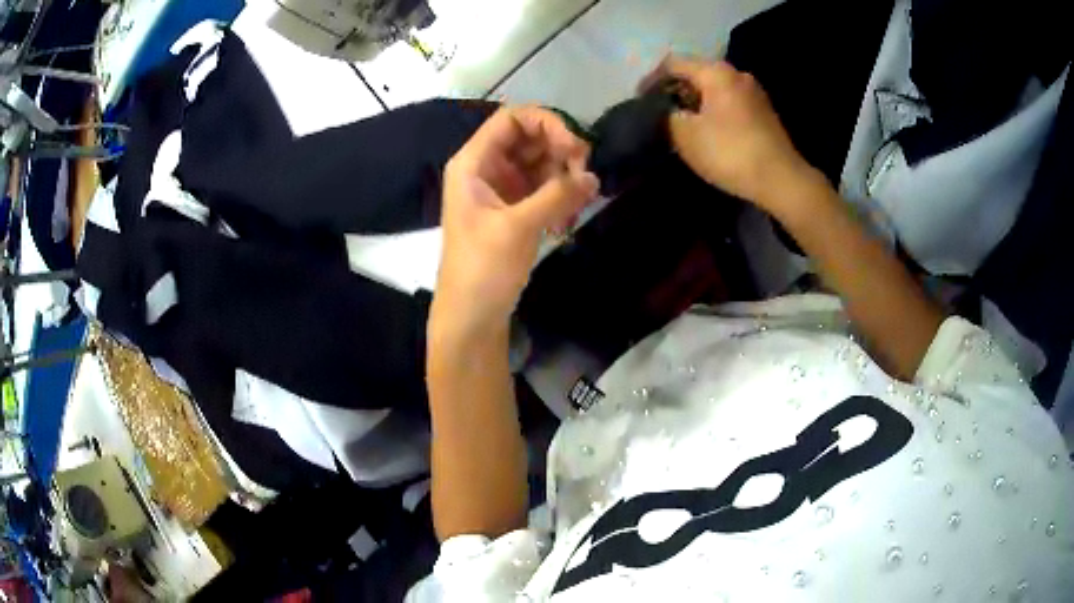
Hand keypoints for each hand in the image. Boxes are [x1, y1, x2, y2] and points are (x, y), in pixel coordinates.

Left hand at [433, 106, 599, 339]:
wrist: (471, 317)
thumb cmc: (482, 269)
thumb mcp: (518, 227)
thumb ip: (557, 196)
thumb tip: (594, 178)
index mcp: (474, 162)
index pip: (512, 119)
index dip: (546, 122)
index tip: (575, 146)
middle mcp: (487, 168)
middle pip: (530, 138)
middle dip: (561, 148)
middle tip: (585, 173)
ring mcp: (503, 189)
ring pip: (541, 163)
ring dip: (564, 173)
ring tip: (581, 198)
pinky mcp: (516, 210)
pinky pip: (544, 187)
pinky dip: (561, 194)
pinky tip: (572, 213)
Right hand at [644, 56, 823, 216]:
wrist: (781, 180)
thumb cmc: (731, 152)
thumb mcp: (686, 135)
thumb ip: (667, 116)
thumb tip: (668, 110)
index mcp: (716, 72)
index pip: (673, 63)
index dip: (651, 79)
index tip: (638, 99)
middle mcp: (737, 74)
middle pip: (696, 73)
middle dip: (674, 90)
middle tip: (658, 111)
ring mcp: (755, 93)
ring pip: (714, 89)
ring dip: (695, 102)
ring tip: (680, 122)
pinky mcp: (764, 112)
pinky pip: (729, 102)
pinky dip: (713, 111)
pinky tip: (707, 130)